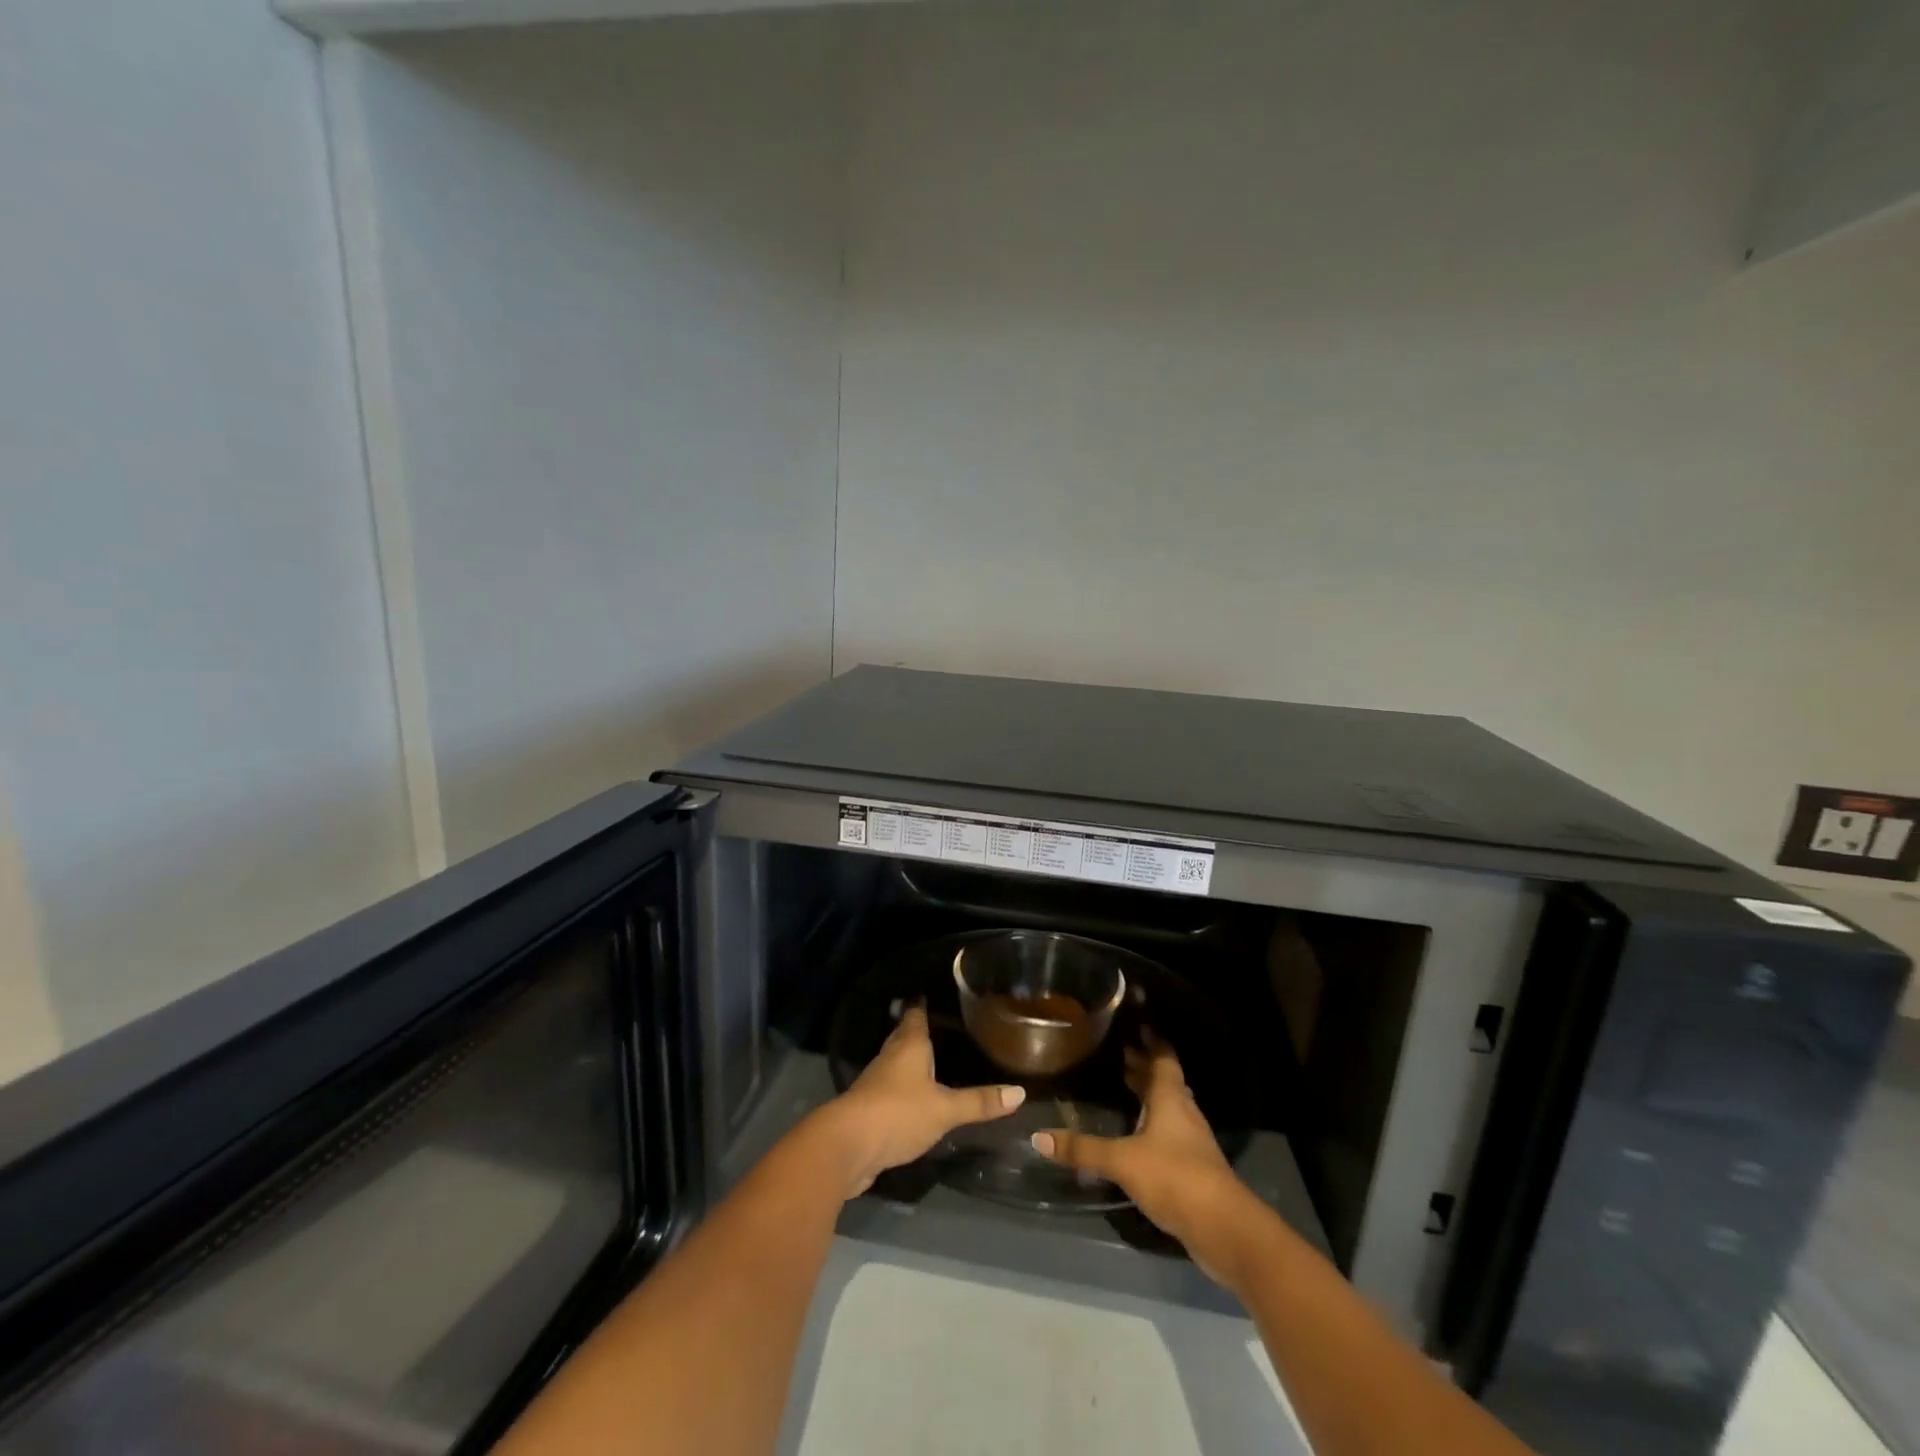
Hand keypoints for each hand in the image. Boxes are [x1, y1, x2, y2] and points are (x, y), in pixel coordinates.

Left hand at [819, 1005, 1025, 1197]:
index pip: (916, 1014)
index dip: (924, 1003)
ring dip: (912, 1061)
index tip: (934, 992)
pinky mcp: (870, 1109)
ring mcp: (877, 1083)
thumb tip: (1020, 1093)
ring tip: (934, 1059)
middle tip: (942, 1024)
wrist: (847, 1146)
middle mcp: (891, 1057)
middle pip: (905, 1036)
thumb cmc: (898, 1112)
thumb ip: (980, 1102)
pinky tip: (917, 1097)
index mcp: (909, 1045)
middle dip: (919, 1031)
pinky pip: (892, 1090)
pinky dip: (905, 1089)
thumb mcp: (945, 1109)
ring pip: (898, 1063)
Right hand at [1031, 1032, 1246, 1262]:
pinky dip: (1153, 1124)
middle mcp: (1183, 1112)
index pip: (1163, 1058)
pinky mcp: (1193, 1168)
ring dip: (1149, 1095)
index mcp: (1170, 1098)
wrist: (1223, 1228)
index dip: (1152, 1040)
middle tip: (1120, 1051)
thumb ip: (1083, 1149)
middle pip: (1165, 1081)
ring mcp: (1191, 1141)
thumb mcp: (1123, 1161)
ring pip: (1168, 1107)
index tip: (1137, 1022)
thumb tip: (1038, 1137)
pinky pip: (1169, 1133)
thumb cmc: (1174, 1176)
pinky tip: (1137, 1134)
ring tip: (1125, 1086)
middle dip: (1144, 1066)